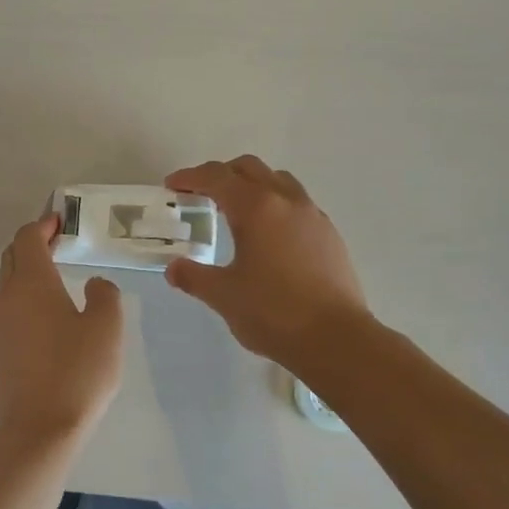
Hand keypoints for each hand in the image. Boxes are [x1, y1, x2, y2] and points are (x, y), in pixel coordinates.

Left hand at [0, 214, 124, 442]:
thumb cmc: (77, 372)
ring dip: (28, 272)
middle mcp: (7, 298)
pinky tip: (48, 316)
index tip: (61, 220)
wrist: (40, 430)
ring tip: (57, 277)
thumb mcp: (107, 328)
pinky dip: (25, 298)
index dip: (43, 225)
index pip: (27, 239)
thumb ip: (105, 295)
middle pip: (12, 257)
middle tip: (59, 242)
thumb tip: (95, 285)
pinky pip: (9, 310)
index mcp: (32, 284)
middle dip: (32, 244)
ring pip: (8, 284)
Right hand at [164, 156, 371, 366]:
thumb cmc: (273, 312)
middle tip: (201, 194)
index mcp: (256, 208)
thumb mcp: (223, 295)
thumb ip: (194, 277)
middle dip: (221, 174)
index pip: (217, 177)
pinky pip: (297, 203)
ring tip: (236, 211)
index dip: (190, 177)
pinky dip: (275, 205)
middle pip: (249, 169)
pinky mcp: (330, 235)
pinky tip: (269, 236)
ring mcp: (313, 215)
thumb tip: (174, 268)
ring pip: (278, 181)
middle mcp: (286, 201)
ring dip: (252, 185)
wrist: (336, 339)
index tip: (172, 185)